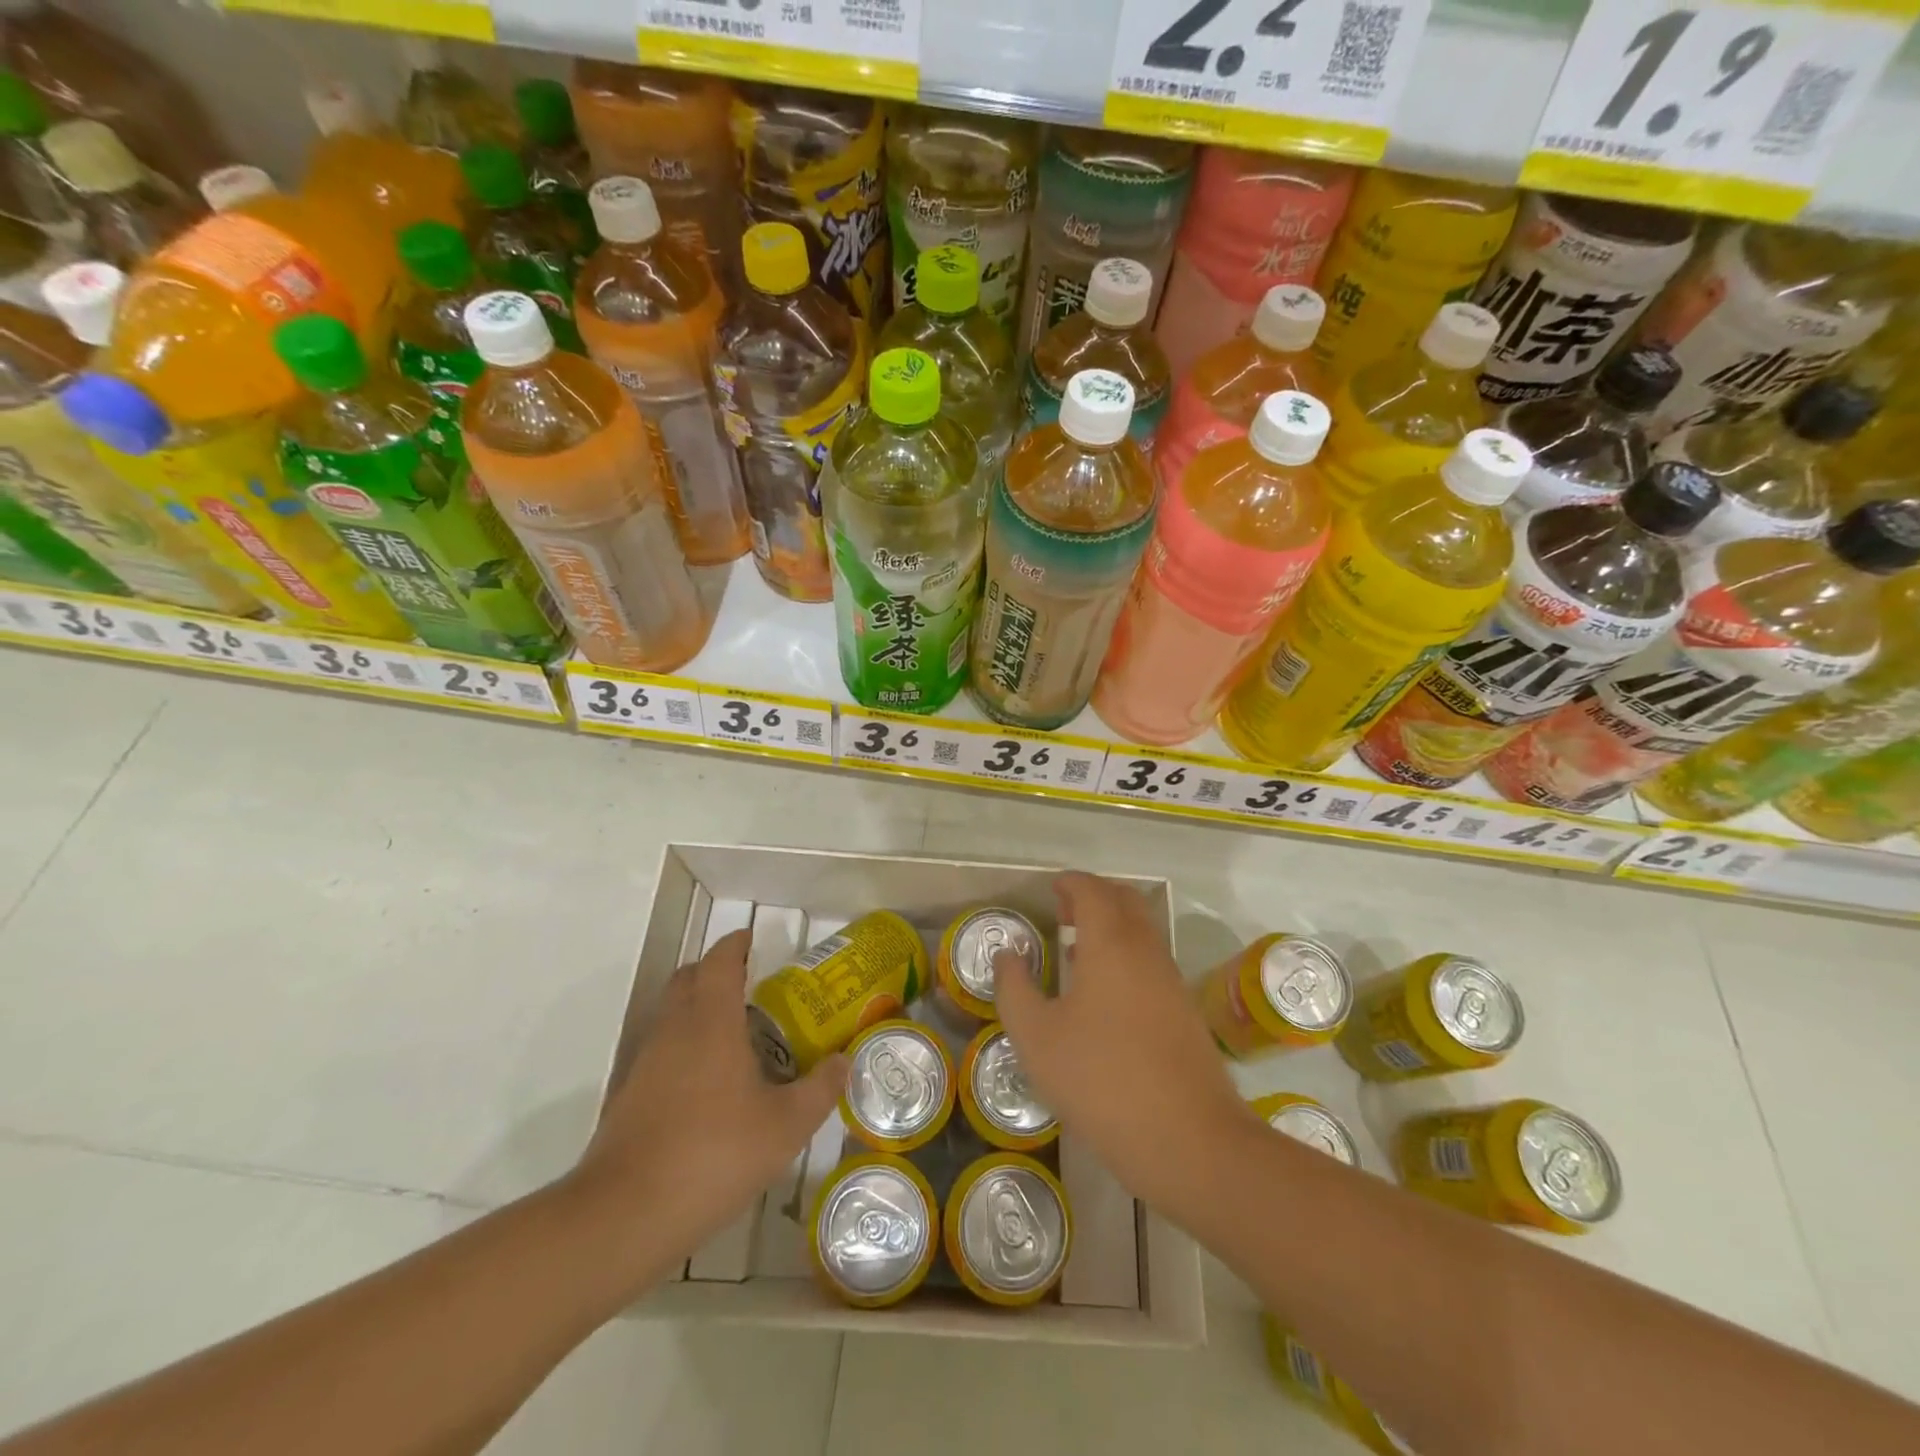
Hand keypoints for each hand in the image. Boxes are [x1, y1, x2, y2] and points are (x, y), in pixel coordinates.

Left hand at [570, 930, 846, 1273]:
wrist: (624, 1216)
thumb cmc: (714, 1155)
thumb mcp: (786, 1126)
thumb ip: (820, 1088)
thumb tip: (844, 1060)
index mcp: (711, 1021)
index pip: (721, 961)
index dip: (736, 944)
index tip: (753, 939)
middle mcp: (674, 1030)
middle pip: (688, 978)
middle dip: (715, 970)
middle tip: (750, 984)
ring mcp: (645, 1062)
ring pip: (671, 1014)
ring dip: (699, 1009)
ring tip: (737, 1035)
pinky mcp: (629, 1095)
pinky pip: (661, 1049)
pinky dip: (685, 1046)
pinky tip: (709, 1084)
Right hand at [995, 873, 1254, 1214]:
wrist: (1188, 1139)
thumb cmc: (1101, 1080)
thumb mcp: (1037, 1038)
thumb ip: (1015, 989)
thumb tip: (1007, 955)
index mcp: (1110, 943)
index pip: (1092, 891)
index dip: (1071, 883)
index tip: (1052, 888)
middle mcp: (1146, 950)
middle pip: (1125, 902)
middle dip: (1094, 897)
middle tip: (1063, 912)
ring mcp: (1171, 981)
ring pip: (1142, 932)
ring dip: (1112, 927)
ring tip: (1077, 949)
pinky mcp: (1185, 1011)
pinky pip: (1151, 961)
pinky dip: (1126, 955)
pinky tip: (1104, 993)